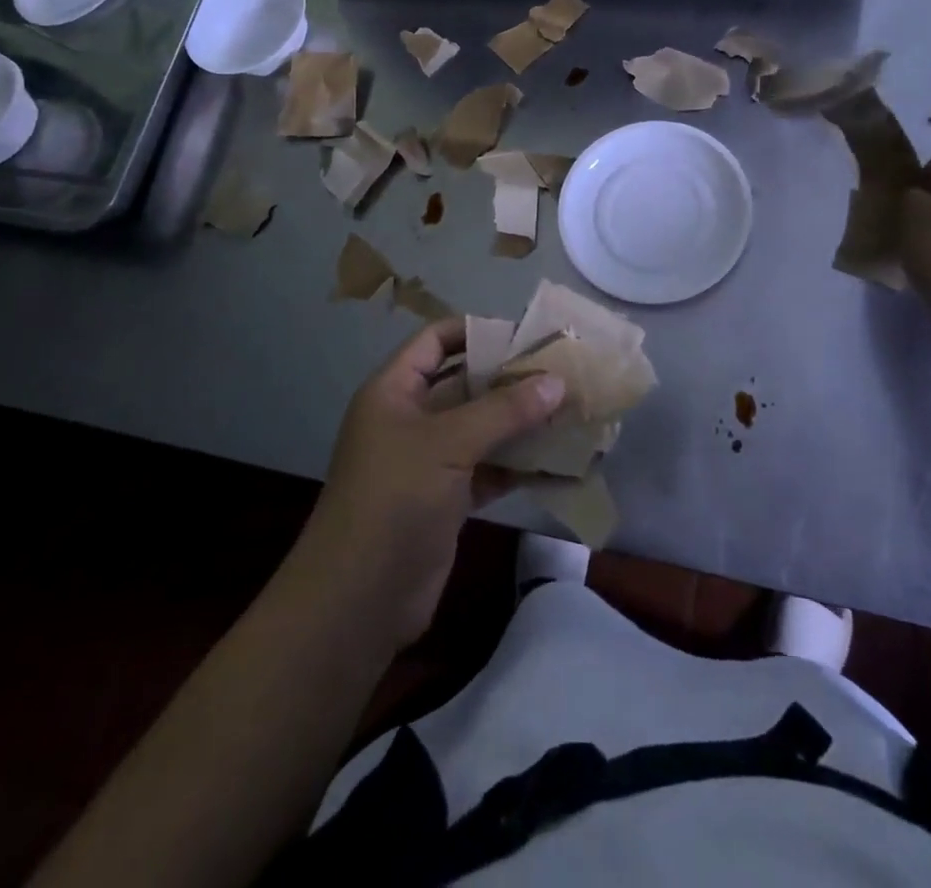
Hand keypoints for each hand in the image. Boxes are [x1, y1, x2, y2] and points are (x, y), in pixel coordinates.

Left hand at [295, 319, 564, 647]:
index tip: (526, 334)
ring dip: (521, 422)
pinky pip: (489, 469)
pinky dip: (519, 465)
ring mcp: (429, 461)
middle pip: (464, 384)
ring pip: (481, 428)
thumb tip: (556, 381)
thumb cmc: (395, 499)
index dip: (476, 331)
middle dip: (510, 378)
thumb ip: (503, 410)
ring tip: (571, 410)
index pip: (435, 341)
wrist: (359, 600)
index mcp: (395, 390)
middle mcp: (411, 418)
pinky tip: (561, 462)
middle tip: (561, 372)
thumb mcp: (448, 443)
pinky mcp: (447, 499)